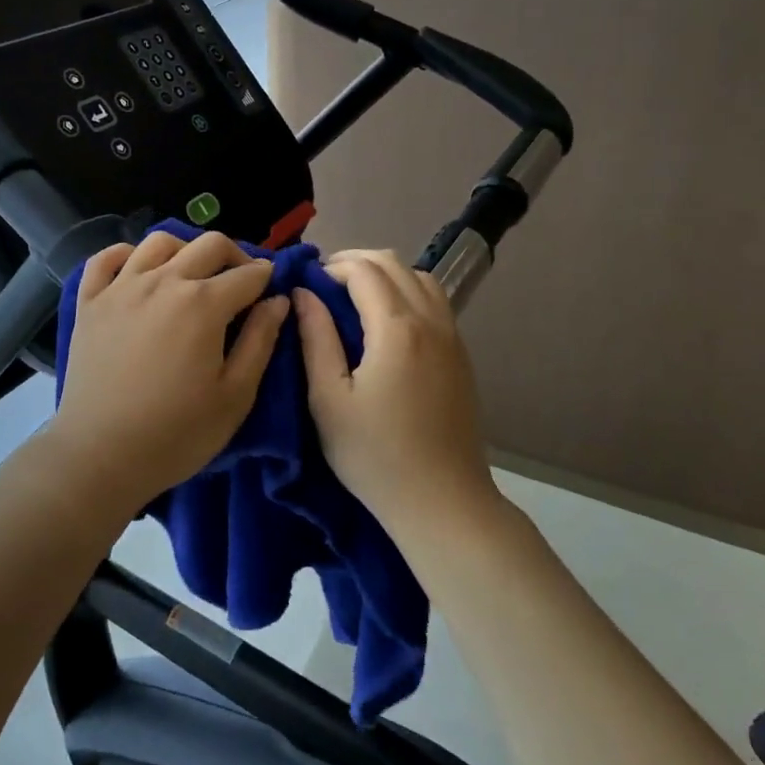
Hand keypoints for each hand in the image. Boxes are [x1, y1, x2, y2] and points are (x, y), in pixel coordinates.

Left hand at [50, 231, 289, 512]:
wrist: (100, 455)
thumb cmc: (177, 433)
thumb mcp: (235, 395)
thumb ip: (261, 341)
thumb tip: (279, 300)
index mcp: (203, 303)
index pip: (247, 274)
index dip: (266, 277)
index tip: (271, 290)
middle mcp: (163, 281)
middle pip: (208, 245)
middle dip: (234, 256)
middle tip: (240, 281)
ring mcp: (121, 287)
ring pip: (159, 242)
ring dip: (185, 250)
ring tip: (191, 275)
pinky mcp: (90, 301)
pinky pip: (105, 258)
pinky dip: (126, 254)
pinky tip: (137, 269)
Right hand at [294, 249, 500, 536]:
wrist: (444, 502)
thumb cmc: (375, 455)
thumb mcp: (329, 400)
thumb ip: (315, 338)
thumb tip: (303, 293)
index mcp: (396, 328)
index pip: (363, 270)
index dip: (330, 267)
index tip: (306, 285)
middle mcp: (431, 321)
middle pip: (394, 263)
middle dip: (355, 262)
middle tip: (324, 285)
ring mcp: (452, 337)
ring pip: (420, 278)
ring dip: (384, 274)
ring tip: (354, 298)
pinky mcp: (461, 356)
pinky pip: (435, 302)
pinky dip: (407, 292)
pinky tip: (386, 322)